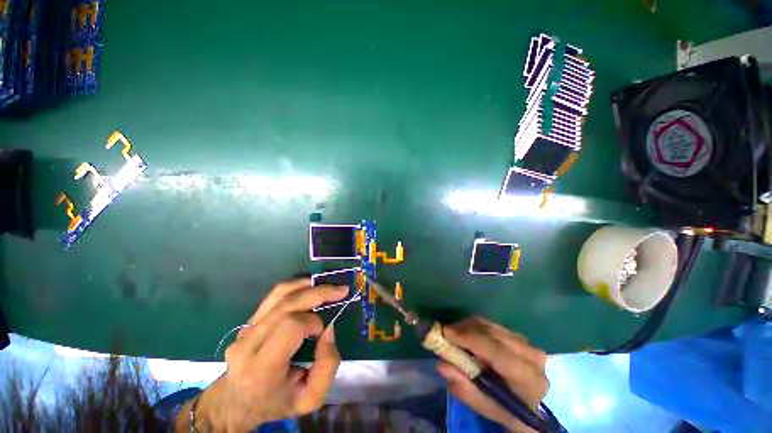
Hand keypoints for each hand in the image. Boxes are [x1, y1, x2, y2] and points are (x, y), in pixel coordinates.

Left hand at [178, 279, 348, 431]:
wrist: (236, 403)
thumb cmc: (275, 403)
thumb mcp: (309, 399)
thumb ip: (327, 367)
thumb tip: (328, 330)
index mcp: (262, 368)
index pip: (290, 327)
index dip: (312, 322)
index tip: (322, 330)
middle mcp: (249, 344)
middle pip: (287, 305)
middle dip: (318, 293)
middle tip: (341, 290)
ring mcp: (245, 329)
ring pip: (280, 294)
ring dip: (308, 285)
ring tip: (328, 285)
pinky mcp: (248, 321)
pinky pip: (274, 295)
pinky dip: (296, 286)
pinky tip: (310, 286)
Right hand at [436, 316, 548, 432]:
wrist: (533, 405)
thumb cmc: (508, 410)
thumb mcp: (487, 408)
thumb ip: (465, 389)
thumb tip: (442, 365)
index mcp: (528, 379)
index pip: (498, 352)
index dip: (470, 339)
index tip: (446, 333)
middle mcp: (531, 355)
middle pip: (492, 333)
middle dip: (465, 330)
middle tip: (446, 334)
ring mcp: (527, 343)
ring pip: (491, 325)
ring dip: (469, 327)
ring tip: (455, 336)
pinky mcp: (519, 336)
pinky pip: (492, 325)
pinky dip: (476, 327)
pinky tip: (468, 336)